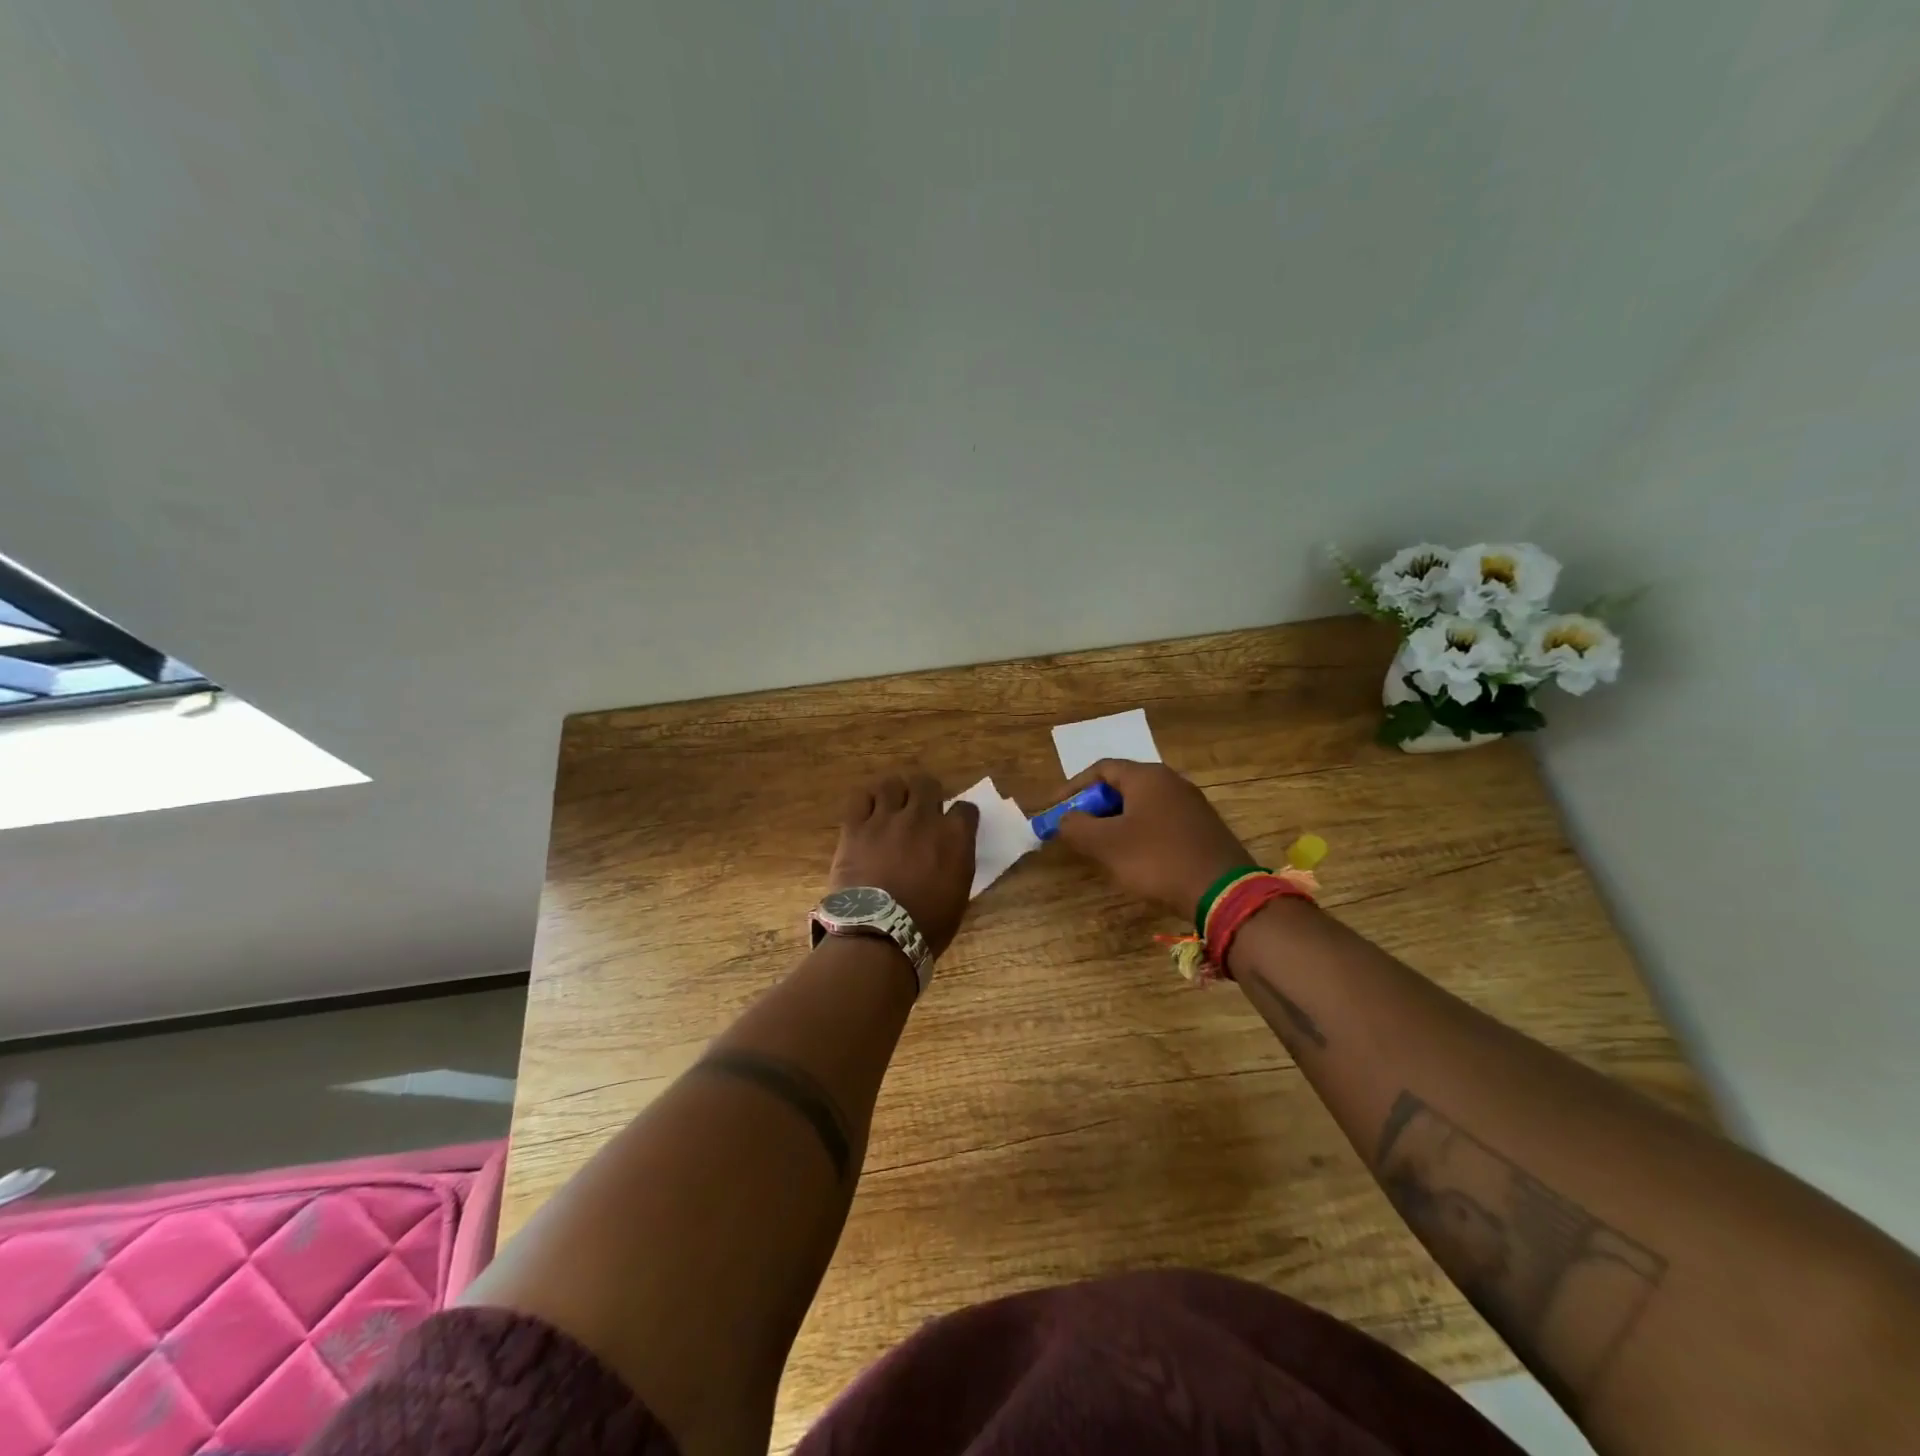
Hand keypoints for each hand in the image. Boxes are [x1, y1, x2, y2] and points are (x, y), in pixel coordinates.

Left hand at [828, 773, 978, 957]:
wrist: (878, 934)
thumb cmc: (926, 924)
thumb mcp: (959, 894)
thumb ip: (957, 861)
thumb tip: (952, 850)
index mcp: (953, 836)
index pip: (965, 808)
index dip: (960, 816)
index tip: (955, 824)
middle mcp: (922, 818)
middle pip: (926, 784)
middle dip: (927, 793)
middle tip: (921, 809)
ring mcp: (886, 819)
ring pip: (892, 785)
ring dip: (895, 794)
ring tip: (892, 807)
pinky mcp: (855, 827)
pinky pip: (860, 798)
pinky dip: (866, 801)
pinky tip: (868, 812)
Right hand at [1053, 759, 1252, 920]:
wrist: (1222, 892)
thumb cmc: (1157, 860)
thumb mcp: (1105, 844)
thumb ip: (1076, 826)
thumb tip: (1065, 819)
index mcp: (1147, 776)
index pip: (1101, 769)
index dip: (1073, 788)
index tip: (1055, 809)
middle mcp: (1171, 782)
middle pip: (1122, 786)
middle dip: (1094, 807)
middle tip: (1076, 829)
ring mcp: (1191, 805)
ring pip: (1141, 806)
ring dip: (1115, 822)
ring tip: (1100, 846)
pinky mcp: (1202, 829)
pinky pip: (1160, 822)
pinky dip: (1138, 832)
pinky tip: (1134, 858)